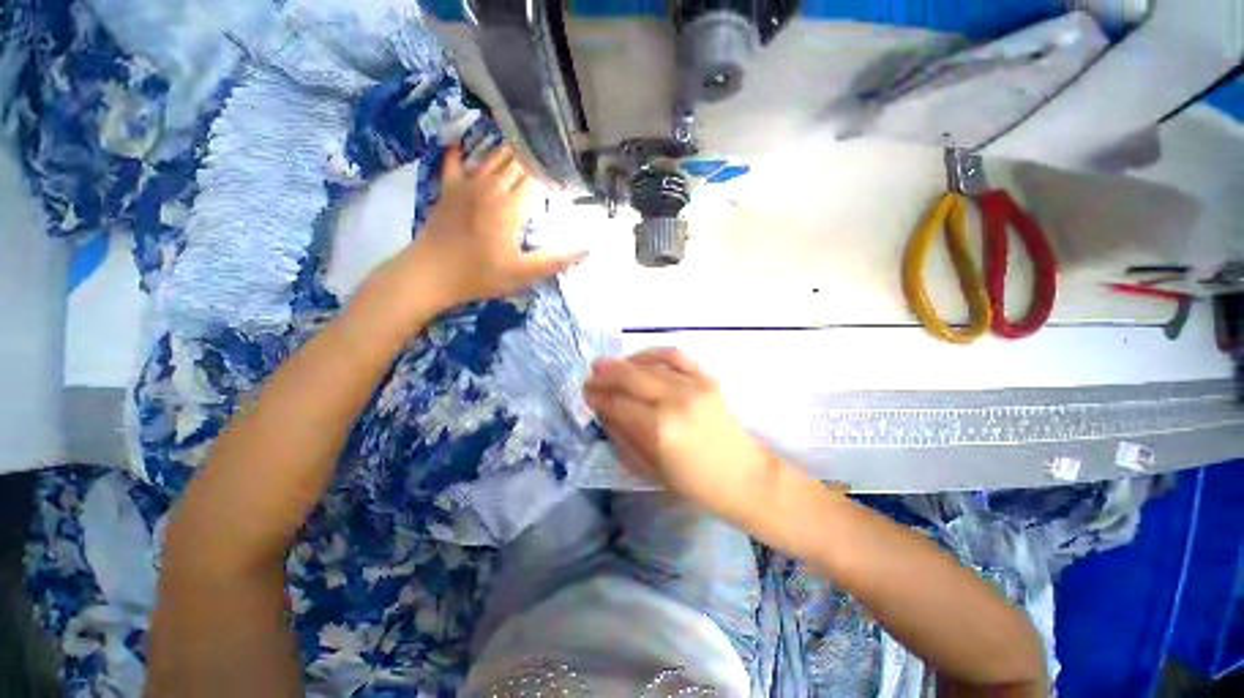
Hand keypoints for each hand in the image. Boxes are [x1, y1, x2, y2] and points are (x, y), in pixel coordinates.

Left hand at [383, 143, 585, 315]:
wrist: (430, 274)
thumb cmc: (480, 275)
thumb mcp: (523, 273)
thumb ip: (556, 260)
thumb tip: (587, 248)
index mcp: (512, 207)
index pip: (537, 177)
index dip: (552, 170)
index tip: (566, 166)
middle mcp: (491, 188)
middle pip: (516, 162)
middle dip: (534, 155)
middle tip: (549, 148)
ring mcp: (466, 185)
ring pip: (491, 157)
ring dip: (508, 149)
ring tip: (523, 137)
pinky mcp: (448, 190)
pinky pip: (455, 162)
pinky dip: (461, 150)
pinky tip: (465, 141)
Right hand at [584, 348, 779, 523]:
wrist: (744, 476)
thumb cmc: (695, 484)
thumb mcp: (650, 469)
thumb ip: (623, 436)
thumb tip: (603, 410)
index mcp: (659, 431)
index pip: (617, 404)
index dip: (598, 397)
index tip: (586, 394)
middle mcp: (674, 401)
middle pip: (629, 377)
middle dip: (604, 375)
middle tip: (591, 377)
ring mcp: (693, 386)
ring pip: (649, 364)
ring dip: (624, 363)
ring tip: (609, 367)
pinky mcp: (707, 378)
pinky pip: (674, 356)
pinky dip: (652, 353)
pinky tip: (639, 359)